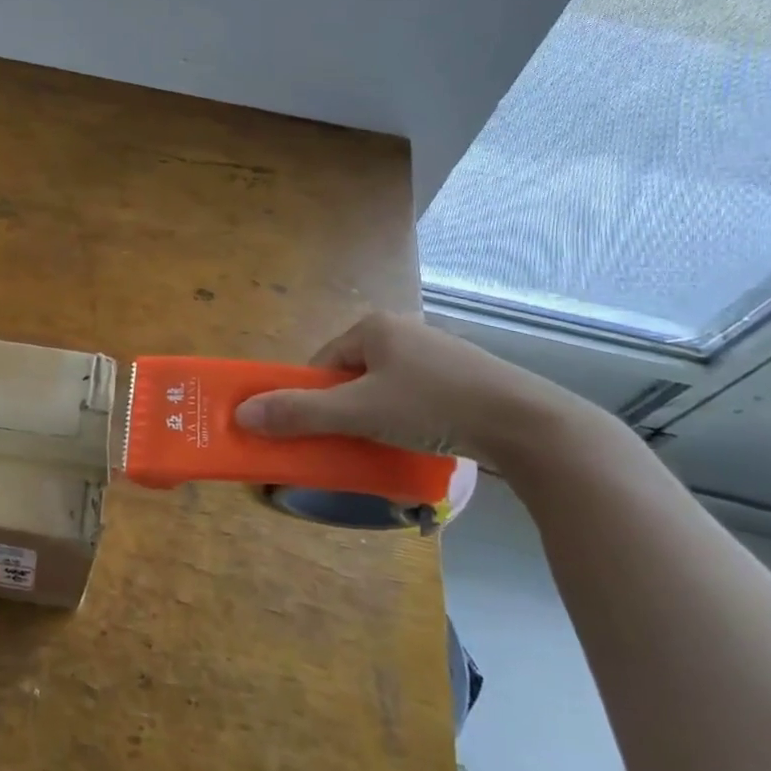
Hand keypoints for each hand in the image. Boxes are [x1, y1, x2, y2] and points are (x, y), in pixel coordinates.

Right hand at [234, 310, 577, 462]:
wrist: (528, 423)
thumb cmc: (433, 406)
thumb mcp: (359, 411)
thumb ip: (300, 413)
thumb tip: (241, 414)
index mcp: (374, 327)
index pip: (322, 363)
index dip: (311, 398)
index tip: (318, 431)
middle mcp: (403, 331)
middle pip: (351, 375)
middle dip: (344, 409)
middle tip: (350, 441)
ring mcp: (436, 353)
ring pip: (383, 387)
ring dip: (374, 416)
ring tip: (384, 444)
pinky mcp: (462, 377)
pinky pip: (414, 395)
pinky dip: (405, 417)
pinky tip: (417, 439)